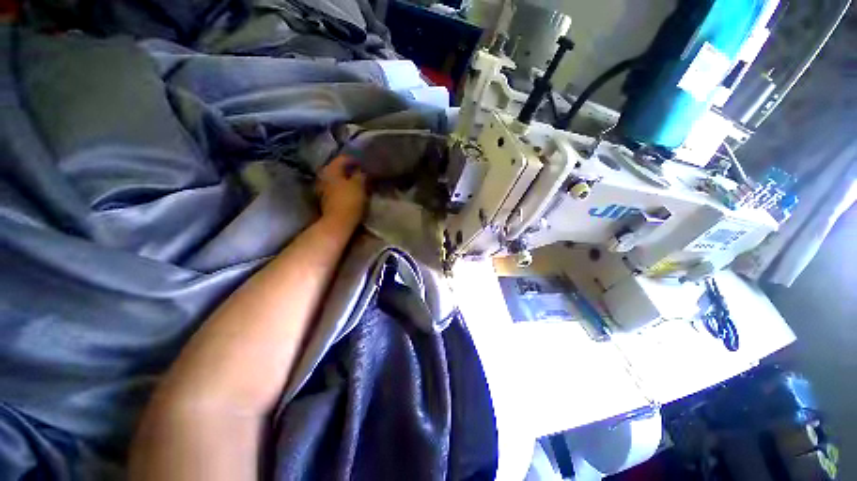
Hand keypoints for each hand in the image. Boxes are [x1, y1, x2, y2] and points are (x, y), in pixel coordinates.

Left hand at [316, 155, 367, 228]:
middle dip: (349, 170)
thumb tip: (360, 169)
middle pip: (338, 169)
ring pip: (336, 179)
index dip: (355, 159)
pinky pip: (335, 189)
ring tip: (358, 183)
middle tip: (361, 173)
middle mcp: (324, 176)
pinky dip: (343, 188)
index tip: (364, 163)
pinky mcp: (325, 200)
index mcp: (331, 169)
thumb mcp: (359, 185)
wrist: (338, 223)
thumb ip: (360, 174)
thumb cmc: (349, 201)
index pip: (343, 158)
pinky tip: (352, 192)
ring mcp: (322, 189)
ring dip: (346, 180)